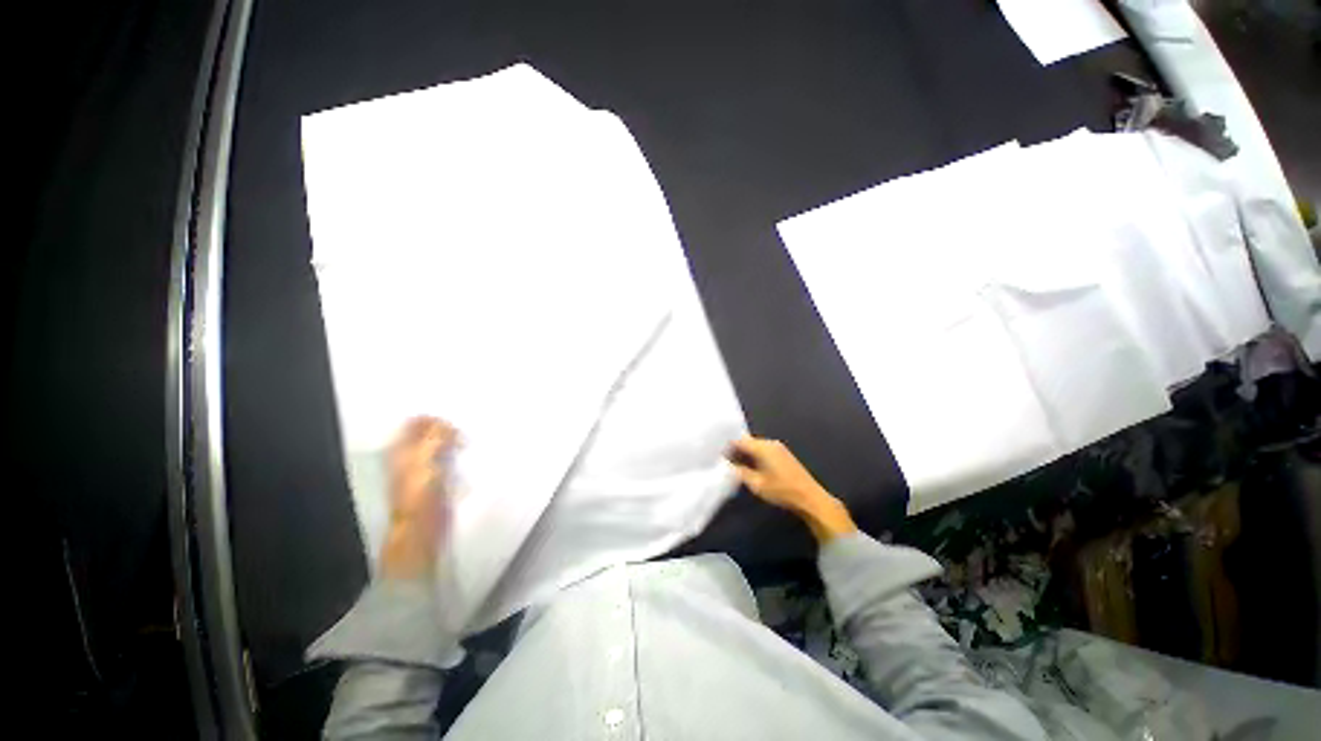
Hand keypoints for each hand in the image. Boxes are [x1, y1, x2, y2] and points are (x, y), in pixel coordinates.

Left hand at [380, 416, 458, 579]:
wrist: (421, 530)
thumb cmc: (418, 496)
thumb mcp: (424, 462)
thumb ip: (434, 439)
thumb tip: (447, 425)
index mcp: (401, 450)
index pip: (415, 422)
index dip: (434, 420)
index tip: (452, 427)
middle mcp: (410, 455)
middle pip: (429, 431)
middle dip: (446, 429)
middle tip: (460, 436)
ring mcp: (424, 467)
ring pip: (441, 443)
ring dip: (454, 441)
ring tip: (464, 446)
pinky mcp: (438, 478)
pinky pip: (449, 457)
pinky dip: (458, 454)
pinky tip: (463, 458)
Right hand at [728, 436, 856, 542]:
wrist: (810, 498)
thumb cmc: (782, 491)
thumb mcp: (756, 484)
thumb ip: (740, 472)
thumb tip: (728, 465)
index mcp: (762, 447)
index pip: (739, 441)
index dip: (727, 447)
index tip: (717, 455)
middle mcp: (770, 443)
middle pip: (747, 441)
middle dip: (736, 449)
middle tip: (724, 460)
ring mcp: (778, 448)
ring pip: (755, 446)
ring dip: (745, 453)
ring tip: (734, 463)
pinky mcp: (783, 454)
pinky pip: (763, 450)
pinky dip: (754, 455)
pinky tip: (750, 466)